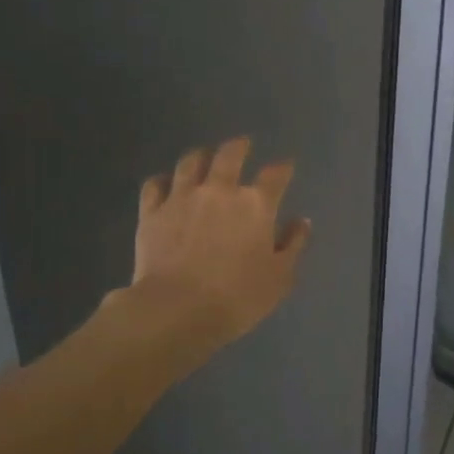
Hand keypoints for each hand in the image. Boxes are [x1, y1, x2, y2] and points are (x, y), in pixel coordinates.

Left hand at [123, 136, 310, 354]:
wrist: (177, 309)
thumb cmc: (237, 297)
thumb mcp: (280, 278)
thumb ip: (293, 245)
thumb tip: (301, 222)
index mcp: (255, 205)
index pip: (275, 175)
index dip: (283, 168)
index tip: (286, 166)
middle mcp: (219, 191)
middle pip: (230, 155)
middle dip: (239, 146)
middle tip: (242, 144)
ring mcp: (181, 197)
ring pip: (191, 162)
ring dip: (201, 156)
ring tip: (204, 156)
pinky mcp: (152, 212)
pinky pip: (155, 185)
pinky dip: (163, 180)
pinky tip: (165, 184)